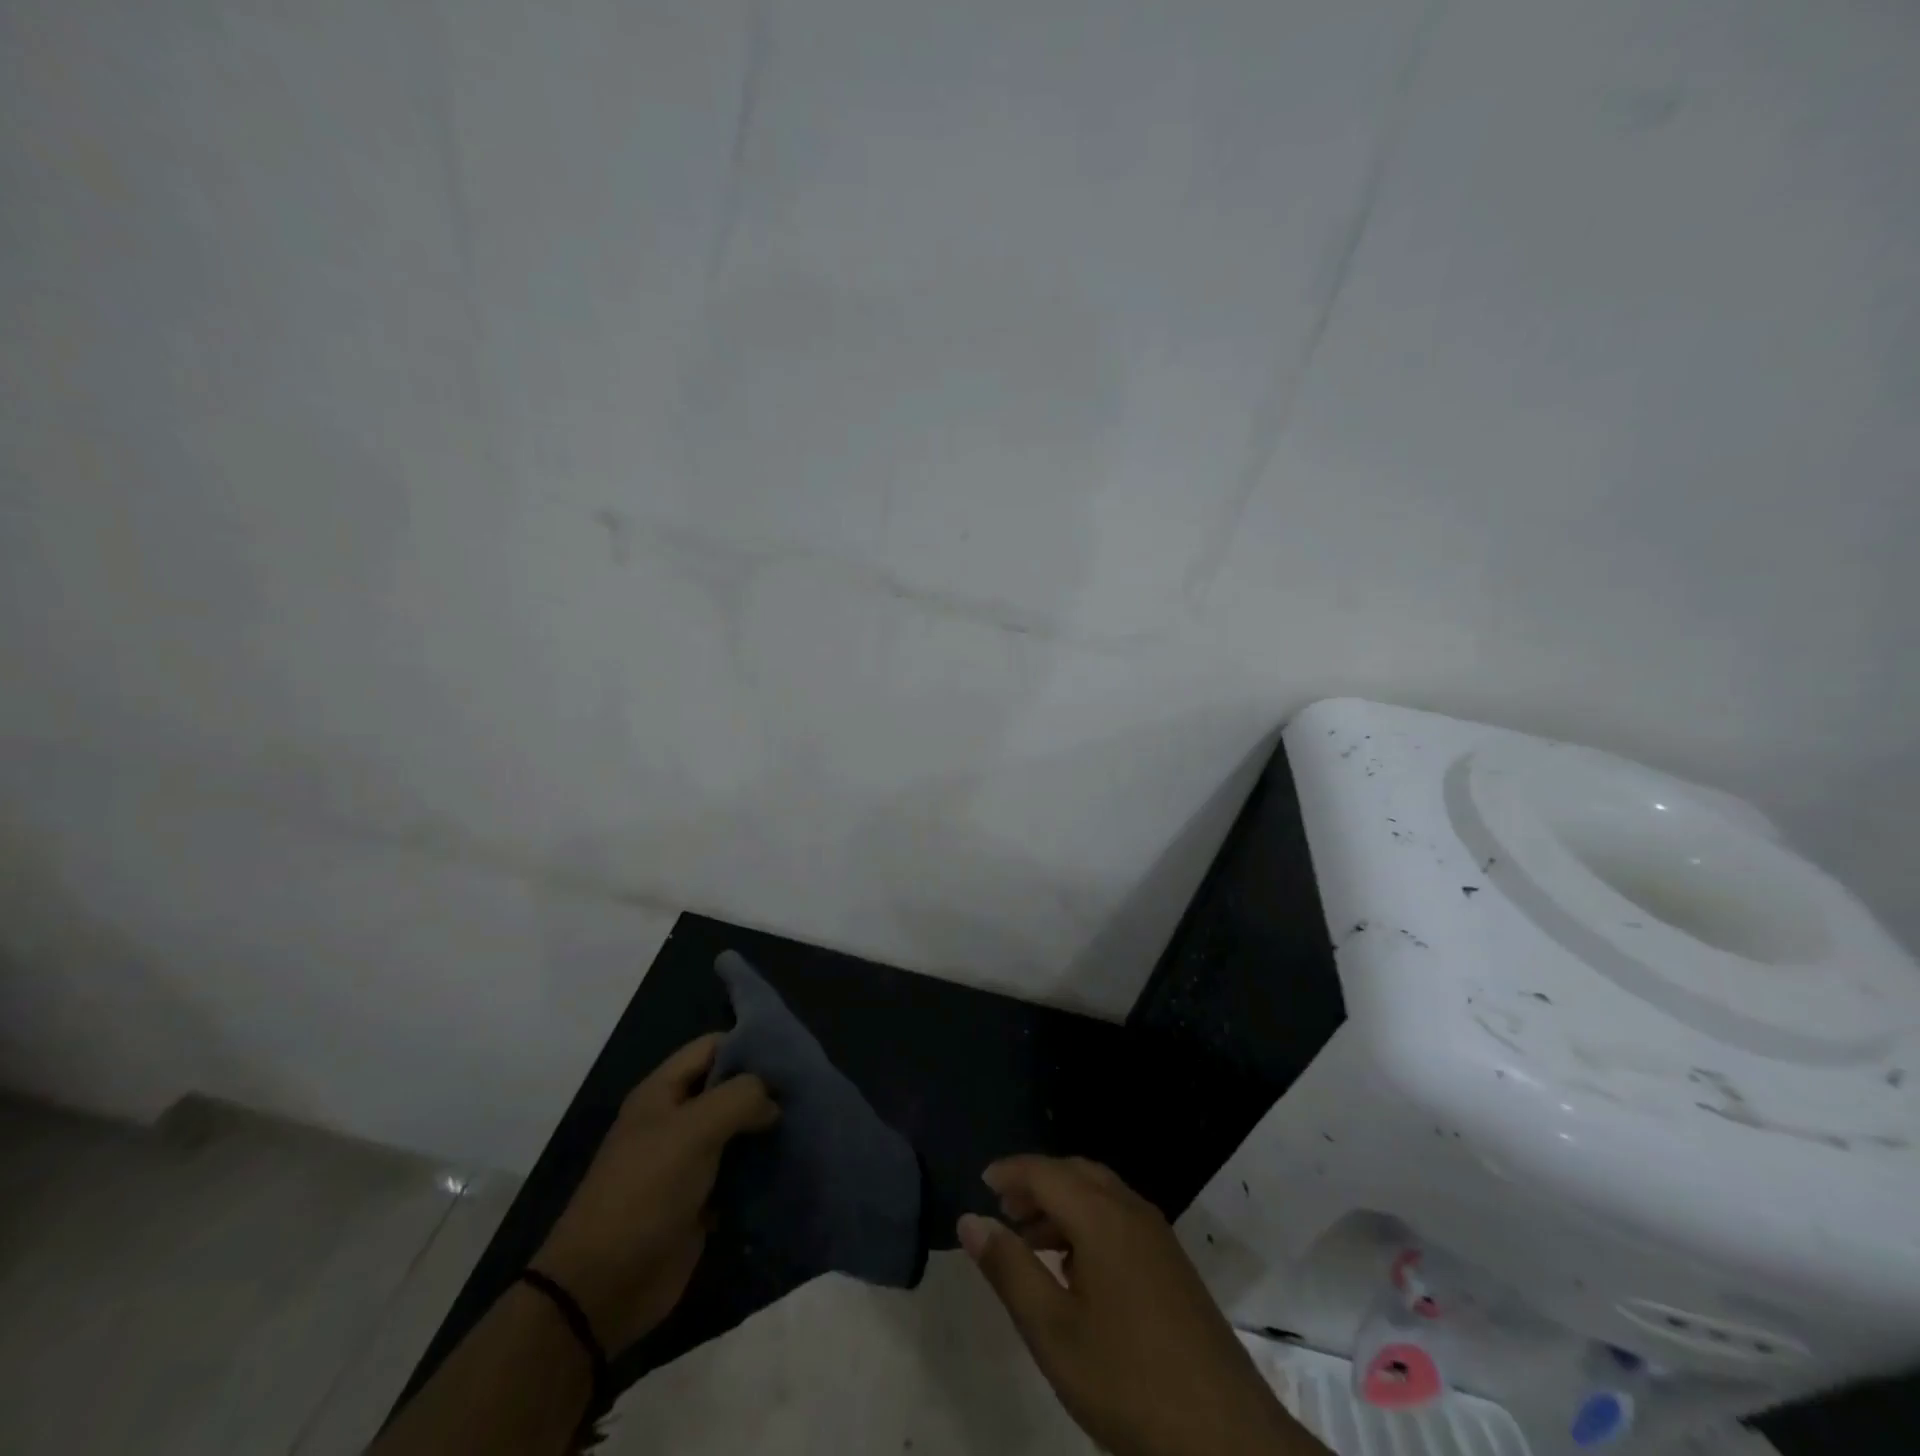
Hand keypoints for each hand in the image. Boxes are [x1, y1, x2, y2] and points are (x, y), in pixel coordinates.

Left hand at [531, 1034, 778, 1353]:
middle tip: (807, 1092)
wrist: (603, 1288)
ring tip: (808, 1126)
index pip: (713, 1047)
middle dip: (765, 1089)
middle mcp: (676, 1120)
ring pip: (737, 1132)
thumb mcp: (694, 1129)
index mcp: (663, 1092)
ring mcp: (687, 1162)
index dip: (749, 1044)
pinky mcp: (700, 1202)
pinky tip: (792, 1166)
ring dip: (767, 1132)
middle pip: (728, 1089)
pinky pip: (738, 1174)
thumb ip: (741, 1098)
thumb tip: (773, 1104)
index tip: (792, 1054)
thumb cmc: (645, 1191)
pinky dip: (761, 1171)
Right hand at [959, 1156, 1322, 1455]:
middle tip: (1003, 1210)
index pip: (1046, 1171)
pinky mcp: (1172, 1264)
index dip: (1010, 1172)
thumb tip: (970, 1220)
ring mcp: (1158, 1236)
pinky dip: (1087, 1223)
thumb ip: (1009, 1270)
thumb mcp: (1053, 1331)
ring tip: (1029, 1242)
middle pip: (1075, 1173)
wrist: (1225, 1436)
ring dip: (1061, 1205)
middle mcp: (1131, 1211)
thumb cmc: (1128, 1379)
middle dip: (1036, 1183)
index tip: (980, 1183)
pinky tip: (1075, 1270)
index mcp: (1102, 1216)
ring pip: (1100, 1195)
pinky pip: (1120, 1218)